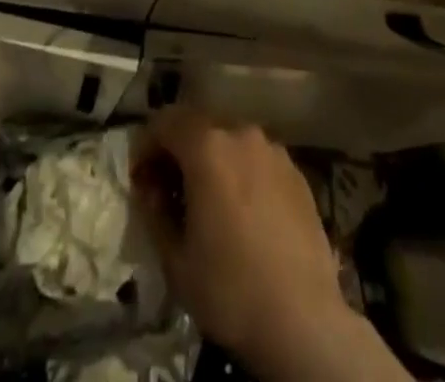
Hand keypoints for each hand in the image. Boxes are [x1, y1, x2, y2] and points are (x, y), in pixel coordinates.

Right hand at [132, 109, 356, 376]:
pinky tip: (243, 212)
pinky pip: (257, 160)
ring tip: (208, 202)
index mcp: (208, 146)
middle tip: (169, 191)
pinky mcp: (297, 172)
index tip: (140, 178)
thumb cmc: (231, 290)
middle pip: (199, 127)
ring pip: (230, 142)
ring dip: (212, 161)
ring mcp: (273, 150)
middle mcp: (241, 134)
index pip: (165, 122)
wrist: (304, 322)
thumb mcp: (175, 260)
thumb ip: (155, 212)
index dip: (146, 145)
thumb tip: (151, 189)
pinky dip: (241, 173)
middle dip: (178, 151)